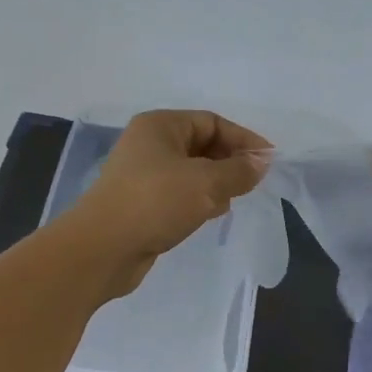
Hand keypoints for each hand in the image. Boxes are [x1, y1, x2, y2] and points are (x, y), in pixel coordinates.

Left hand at [71, 110, 271, 295]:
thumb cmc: (155, 202)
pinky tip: (213, 214)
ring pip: (191, 171)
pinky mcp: (142, 203)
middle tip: (254, 182)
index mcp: (160, 126)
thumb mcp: (206, 183)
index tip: (269, 160)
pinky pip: (179, 194)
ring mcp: (143, 175)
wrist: (102, 248)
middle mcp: (149, 144)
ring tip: (237, 198)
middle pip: (201, 145)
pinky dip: (199, 199)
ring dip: (216, 182)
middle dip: (230, 161)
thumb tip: (262, 162)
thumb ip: (238, 171)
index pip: (212, 122)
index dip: (243, 139)